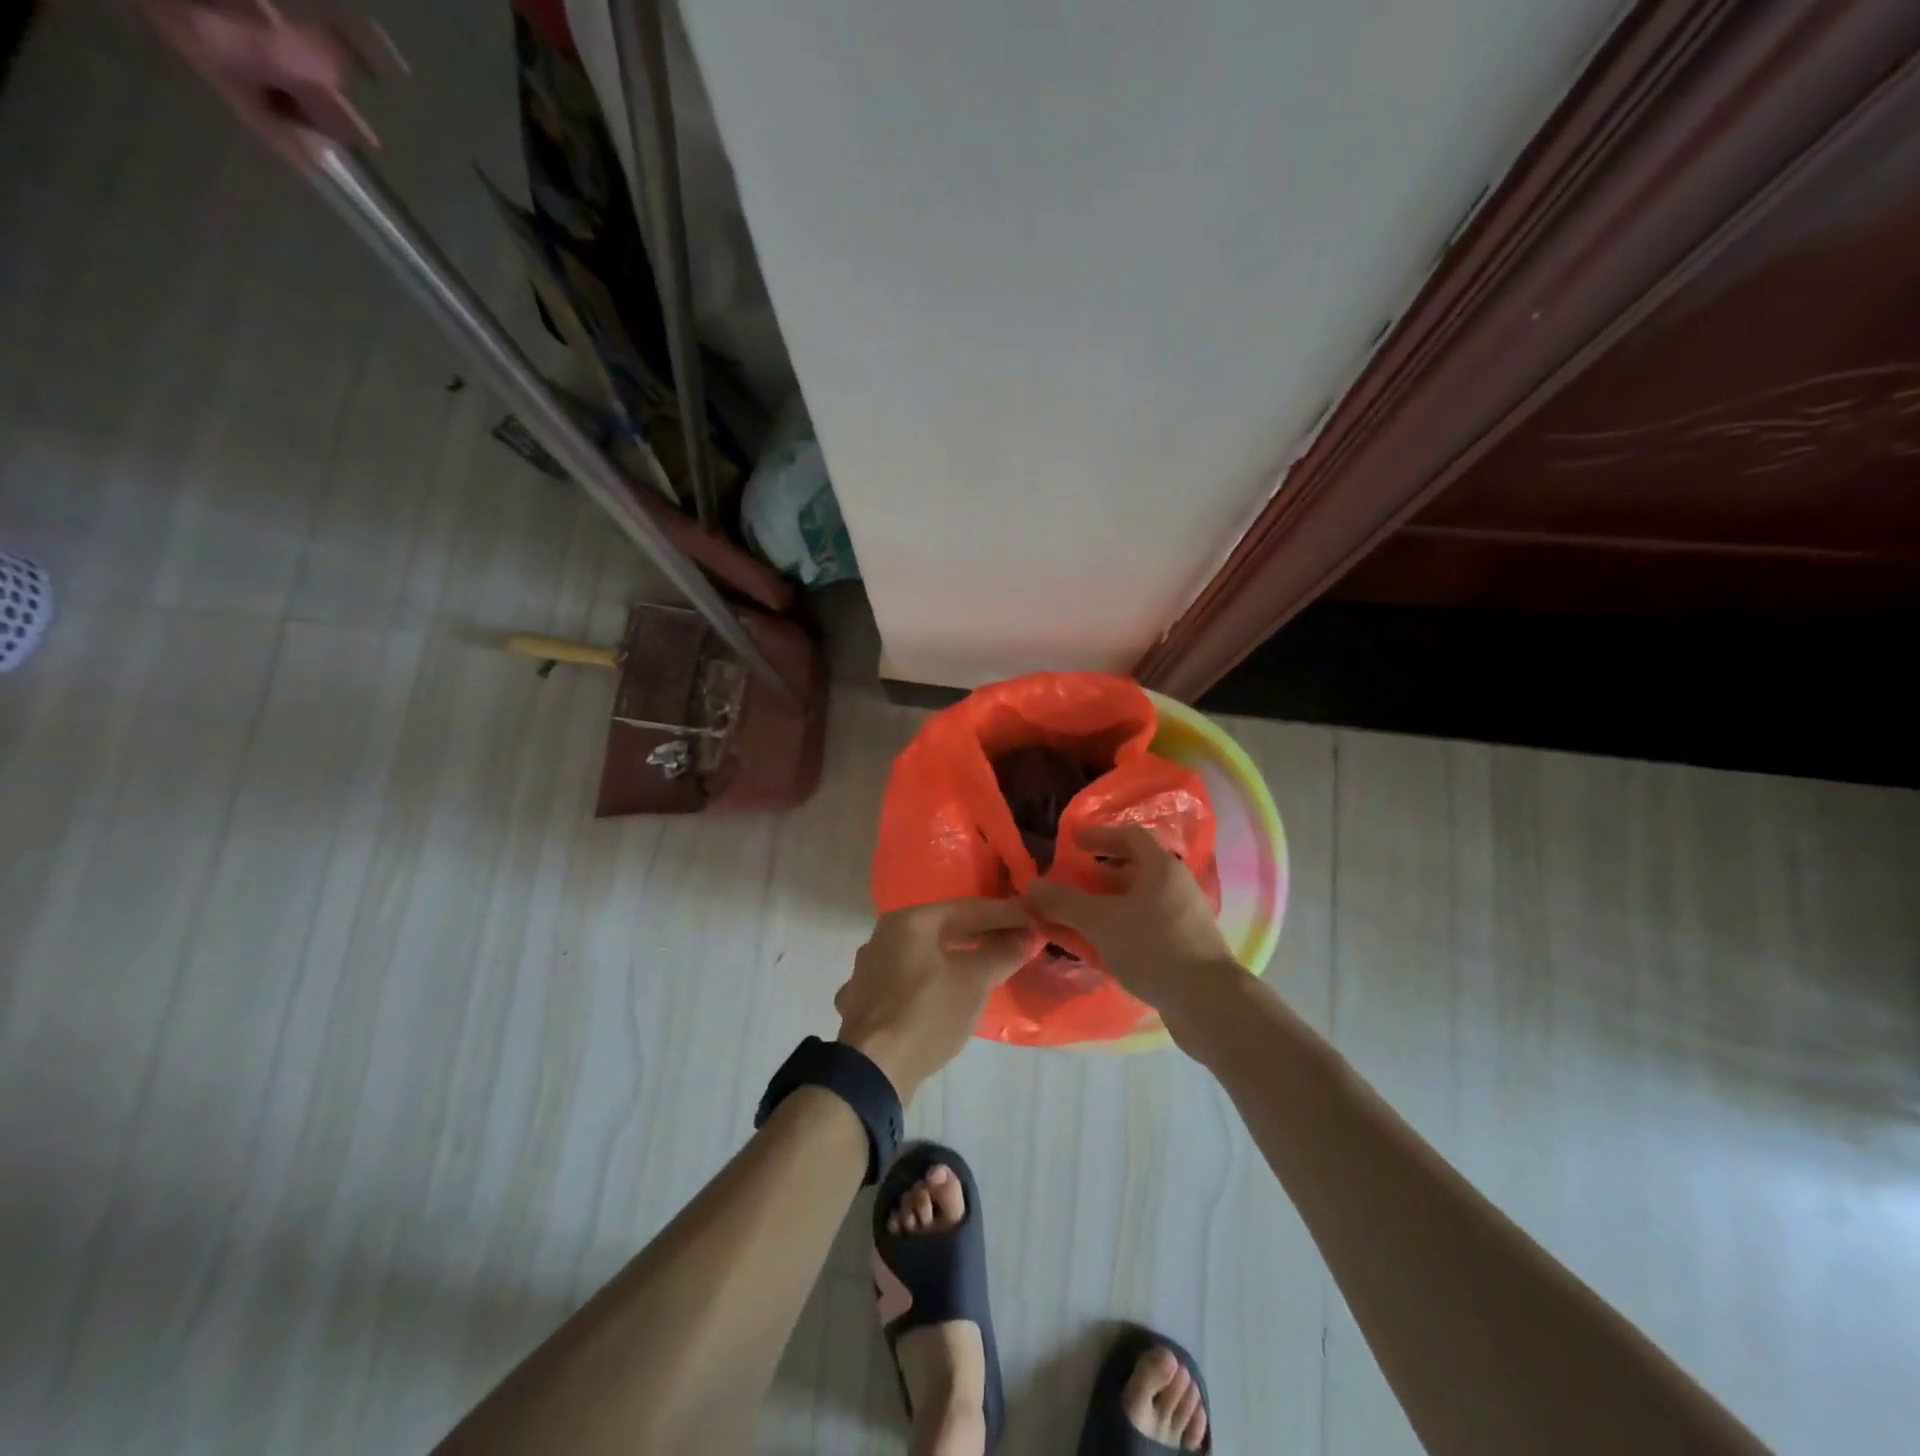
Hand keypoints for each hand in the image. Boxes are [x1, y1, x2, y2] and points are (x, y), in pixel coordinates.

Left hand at [835, 899, 1037, 1101]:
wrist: (871, 1071)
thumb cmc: (926, 1014)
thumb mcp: (973, 982)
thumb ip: (1002, 954)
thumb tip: (1026, 935)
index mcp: (908, 922)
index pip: (966, 909)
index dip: (1003, 913)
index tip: (1032, 917)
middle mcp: (883, 936)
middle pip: (942, 928)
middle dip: (980, 934)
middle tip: (1015, 940)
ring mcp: (869, 969)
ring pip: (923, 954)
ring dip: (956, 957)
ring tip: (986, 965)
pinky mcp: (865, 1000)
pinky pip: (908, 979)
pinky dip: (933, 980)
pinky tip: (947, 993)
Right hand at [1024, 825, 1241, 1015]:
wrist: (1208, 1003)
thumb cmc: (1153, 947)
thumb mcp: (1101, 922)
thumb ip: (1064, 902)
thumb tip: (1031, 886)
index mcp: (1161, 868)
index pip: (1129, 836)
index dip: (1098, 836)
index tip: (1071, 842)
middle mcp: (1175, 887)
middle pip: (1132, 870)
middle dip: (1095, 877)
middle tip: (1066, 885)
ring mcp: (1182, 919)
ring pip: (1136, 903)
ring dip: (1104, 907)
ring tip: (1074, 920)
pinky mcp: (1183, 948)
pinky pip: (1143, 928)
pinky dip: (1117, 930)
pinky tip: (1097, 949)